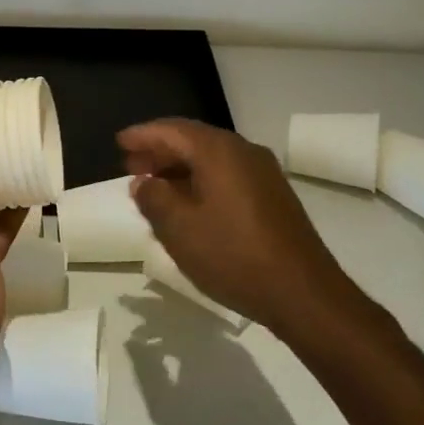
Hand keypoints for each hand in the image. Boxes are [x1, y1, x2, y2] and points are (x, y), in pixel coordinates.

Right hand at [119, 118, 348, 334]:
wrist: (304, 293)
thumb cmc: (233, 255)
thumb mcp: (180, 229)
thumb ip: (154, 199)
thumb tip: (143, 183)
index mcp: (218, 151)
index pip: (172, 130)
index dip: (143, 135)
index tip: (119, 142)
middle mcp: (243, 151)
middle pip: (193, 140)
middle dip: (160, 151)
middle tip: (132, 166)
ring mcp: (263, 173)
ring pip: (212, 159)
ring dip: (180, 168)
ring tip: (154, 187)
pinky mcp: (273, 197)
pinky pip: (228, 176)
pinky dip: (202, 181)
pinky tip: (189, 205)